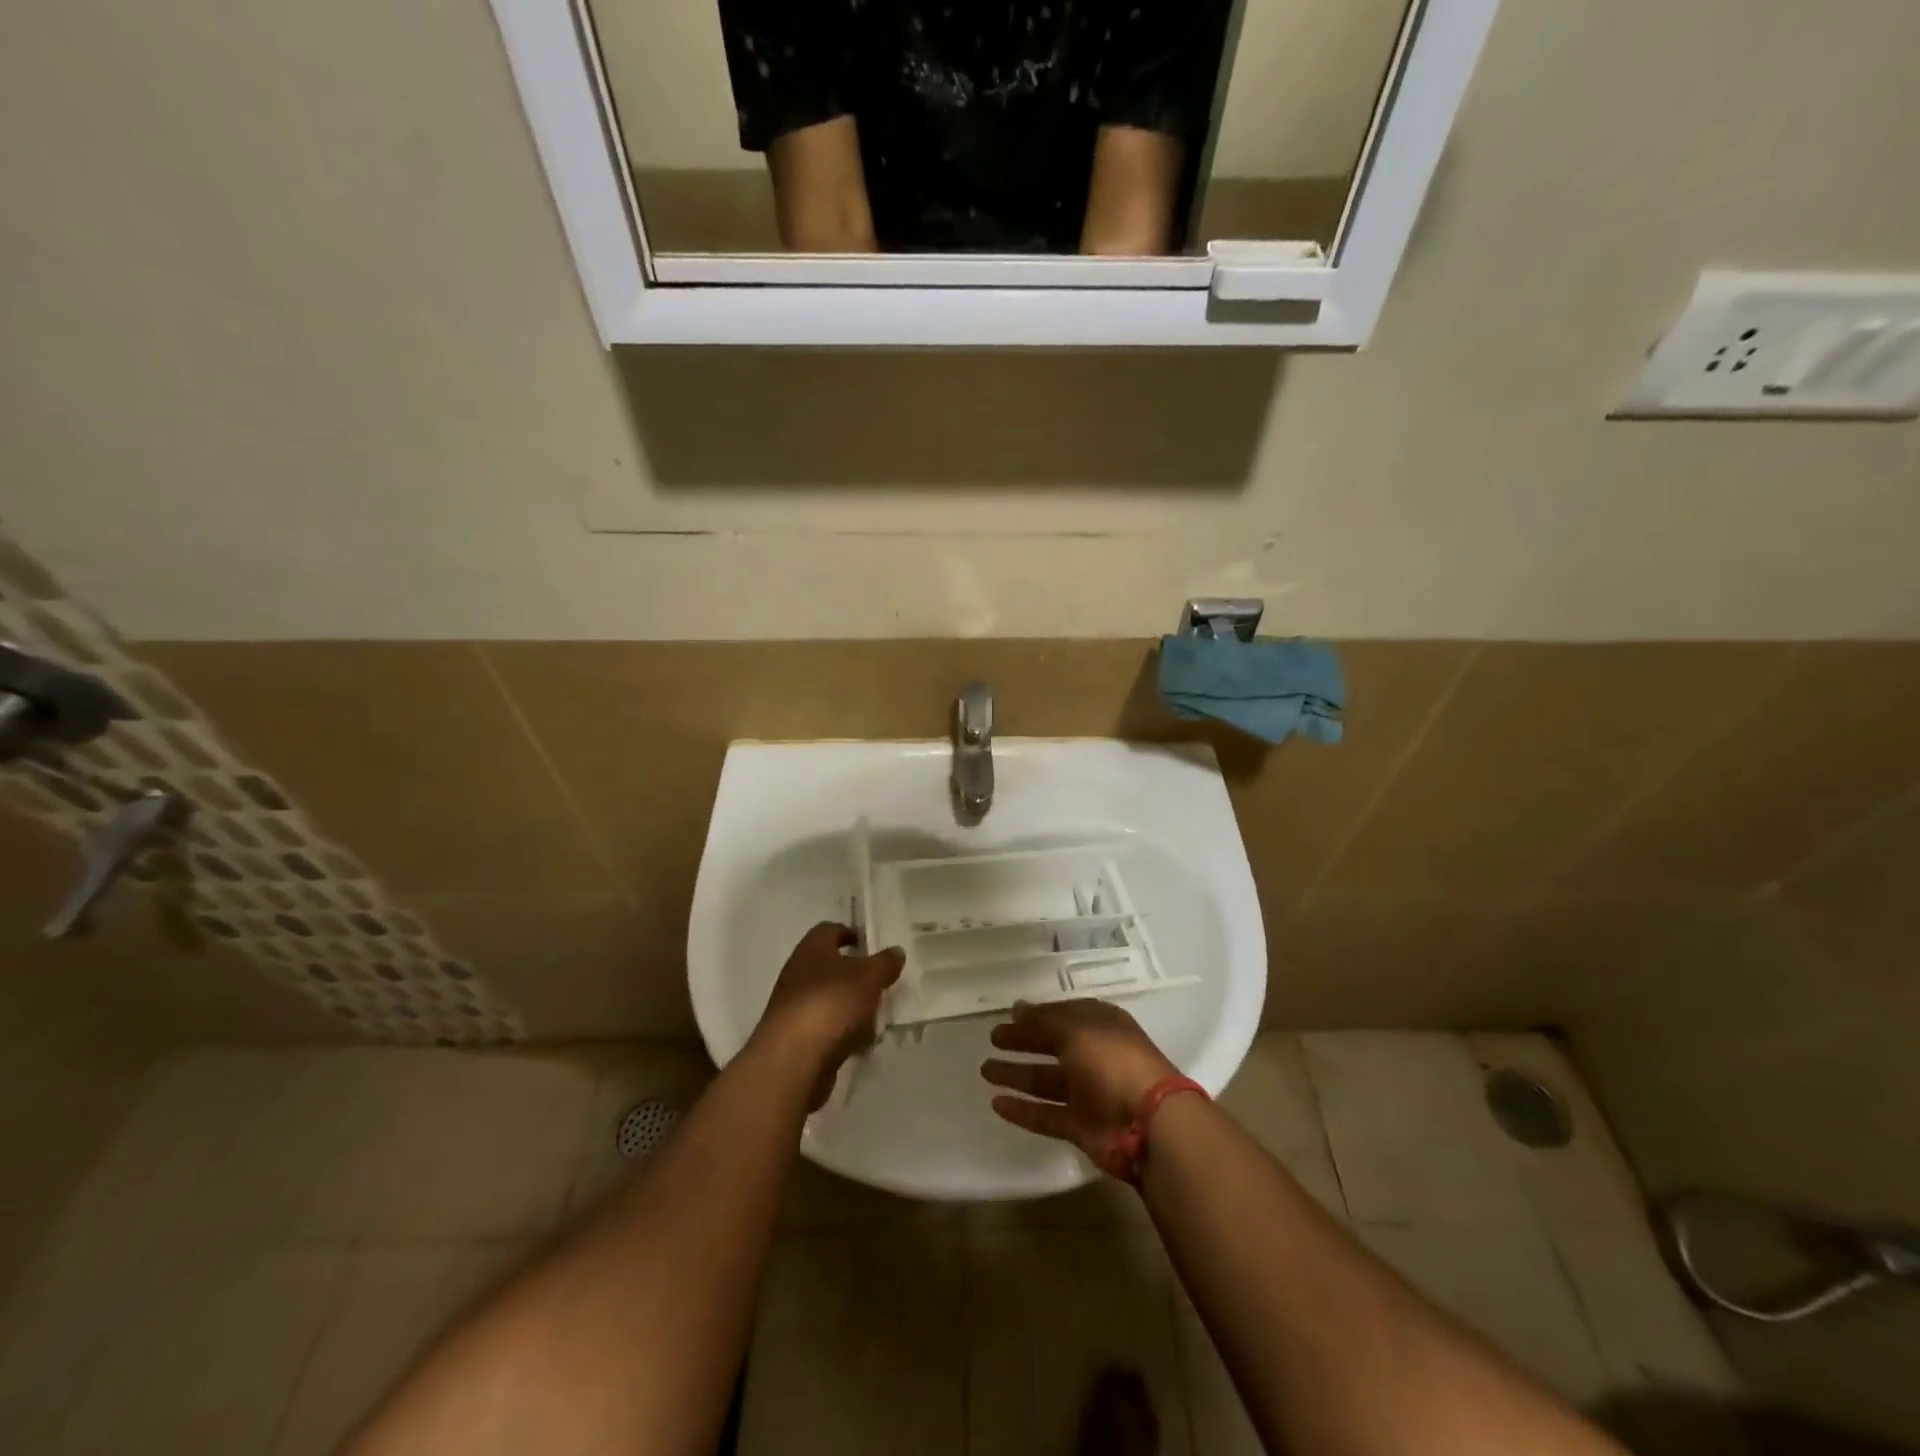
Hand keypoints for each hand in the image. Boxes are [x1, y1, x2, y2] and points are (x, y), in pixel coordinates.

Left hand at [753, 922, 904, 1109]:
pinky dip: (842, 1032)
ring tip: (876, 1017)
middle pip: (829, 966)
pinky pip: (825, 1028)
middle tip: (880, 982)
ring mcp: (794, 1007)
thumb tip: (896, 951)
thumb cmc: (832, 1003)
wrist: (793, 1059)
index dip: (849, 933)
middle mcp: (798, 973)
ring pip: (829, 999)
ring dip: (850, 1006)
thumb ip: (885, 962)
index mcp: (811, 949)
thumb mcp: (869, 977)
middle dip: (855, 975)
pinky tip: (860, 1043)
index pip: (828, 930)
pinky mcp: (795, 1038)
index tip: (869, 944)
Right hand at [980, 1000, 1178, 1171]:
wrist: (1148, 1124)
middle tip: (992, 1039)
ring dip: (1016, 1074)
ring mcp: (1088, 1093)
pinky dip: (1022, 1110)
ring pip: (1045, 1081)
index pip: (1063, 1014)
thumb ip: (1044, 1020)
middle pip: (1052, 1045)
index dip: (1037, 1014)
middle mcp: (1094, 1056)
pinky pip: (1046, 1114)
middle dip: (1023, 1041)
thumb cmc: (1113, 1061)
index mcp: (1100, 1025)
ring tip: (985, 1069)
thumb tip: (1017, 1008)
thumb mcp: (1076, 1029)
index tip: (1008, 1015)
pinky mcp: (1081, 1126)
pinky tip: (996, 1103)